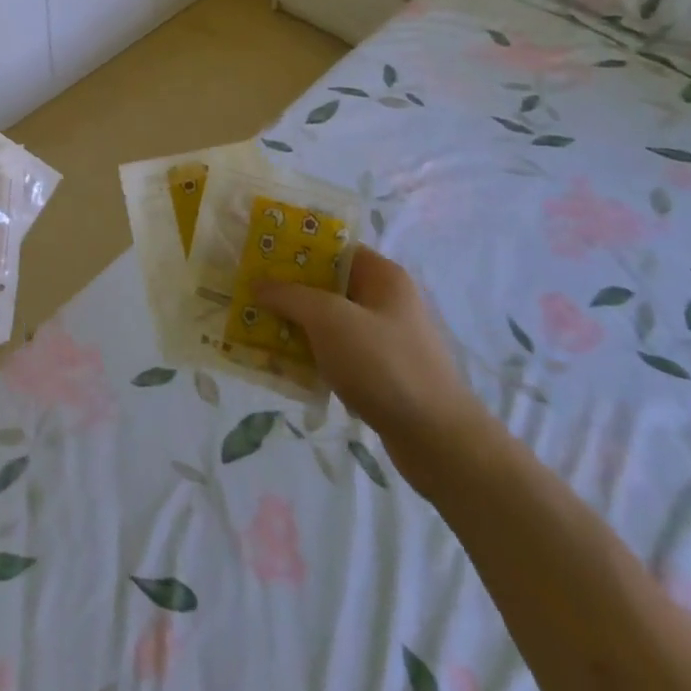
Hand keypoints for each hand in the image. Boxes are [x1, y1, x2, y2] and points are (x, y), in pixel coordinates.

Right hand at [257, 247, 497, 497]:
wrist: (439, 442)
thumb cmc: (384, 364)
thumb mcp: (329, 320)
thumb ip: (291, 296)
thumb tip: (259, 283)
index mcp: (382, 276)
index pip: (333, 248)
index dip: (297, 249)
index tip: (261, 256)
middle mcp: (386, 301)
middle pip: (328, 285)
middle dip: (290, 291)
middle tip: (251, 293)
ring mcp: (385, 339)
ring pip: (330, 322)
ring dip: (297, 326)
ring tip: (257, 329)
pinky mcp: (382, 375)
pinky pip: (338, 354)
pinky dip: (314, 356)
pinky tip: (285, 366)